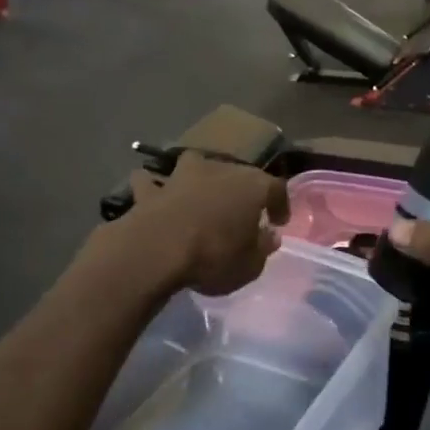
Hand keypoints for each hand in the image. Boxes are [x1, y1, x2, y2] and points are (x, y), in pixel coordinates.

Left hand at [117, 154, 290, 296]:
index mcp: (252, 186)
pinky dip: (153, 186)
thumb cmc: (213, 257)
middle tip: (241, 213)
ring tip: (198, 193)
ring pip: (194, 164)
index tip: (278, 221)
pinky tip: (153, 192)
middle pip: (237, 173)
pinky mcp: (150, 189)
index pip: (276, 187)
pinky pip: (153, 182)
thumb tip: (269, 235)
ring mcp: (182, 175)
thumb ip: (262, 248)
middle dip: (241, 191)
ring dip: (198, 176)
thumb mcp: (250, 265)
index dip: (280, 203)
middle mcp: (219, 170)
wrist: (155, 251)